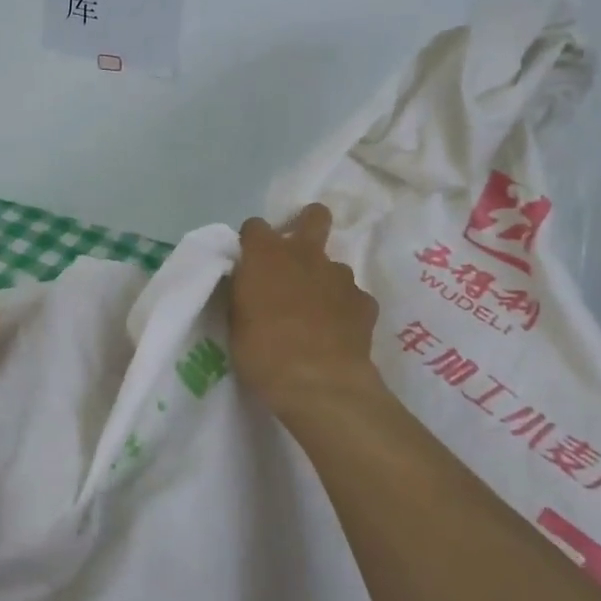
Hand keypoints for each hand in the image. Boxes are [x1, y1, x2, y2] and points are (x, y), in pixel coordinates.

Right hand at [231, 203, 382, 421]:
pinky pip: (353, 298)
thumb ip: (245, 292)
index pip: (255, 226)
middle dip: (308, 224)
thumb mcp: (236, 321)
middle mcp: (305, 255)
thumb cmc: (262, 352)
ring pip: (334, 266)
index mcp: (266, 255)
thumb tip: (251, 284)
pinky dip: (346, 310)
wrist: (318, 384)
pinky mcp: (365, 302)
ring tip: (317, 313)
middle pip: (314, 217)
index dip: (253, 242)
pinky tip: (339, 333)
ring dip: (324, 281)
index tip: (250, 261)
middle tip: (298, 254)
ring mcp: (340, 276)